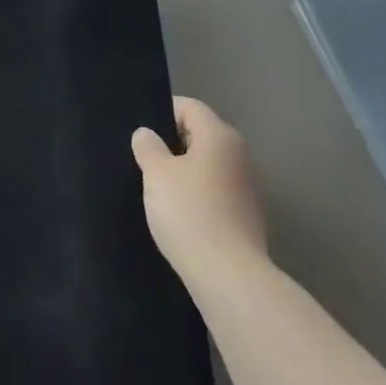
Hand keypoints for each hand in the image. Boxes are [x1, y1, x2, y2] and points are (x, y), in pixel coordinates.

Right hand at [131, 97, 267, 283]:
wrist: (229, 276)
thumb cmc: (189, 213)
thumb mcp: (157, 175)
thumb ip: (148, 148)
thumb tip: (146, 134)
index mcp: (219, 136)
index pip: (189, 107)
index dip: (162, 112)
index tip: (139, 132)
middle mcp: (238, 154)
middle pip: (200, 134)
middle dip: (171, 142)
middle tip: (143, 159)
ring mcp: (245, 186)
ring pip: (207, 164)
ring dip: (183, 170)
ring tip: (156, 187)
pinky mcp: (245, 215)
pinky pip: (214, 190)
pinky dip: (196, 193)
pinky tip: (177, 212)